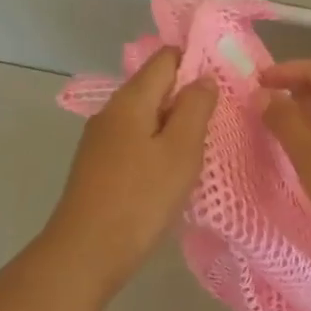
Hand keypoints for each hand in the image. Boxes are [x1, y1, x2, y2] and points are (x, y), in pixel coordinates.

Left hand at [45, 48, 216, 293]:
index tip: (224, 81)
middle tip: (220, 118)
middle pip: (153, 87)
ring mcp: (100, 140)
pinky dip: (156, 146)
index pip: (165, 58)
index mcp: (130, 100)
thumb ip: (195, 109)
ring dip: (173, 124)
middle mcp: (111, 112)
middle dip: (186, 96)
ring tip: (201, 145)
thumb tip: (202, 78)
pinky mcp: (98, 167)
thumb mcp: (180, 151)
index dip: (194, 61)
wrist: (87, 252)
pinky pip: (134, 141)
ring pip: (144, 117)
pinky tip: (171, 170)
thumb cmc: (141, 198)